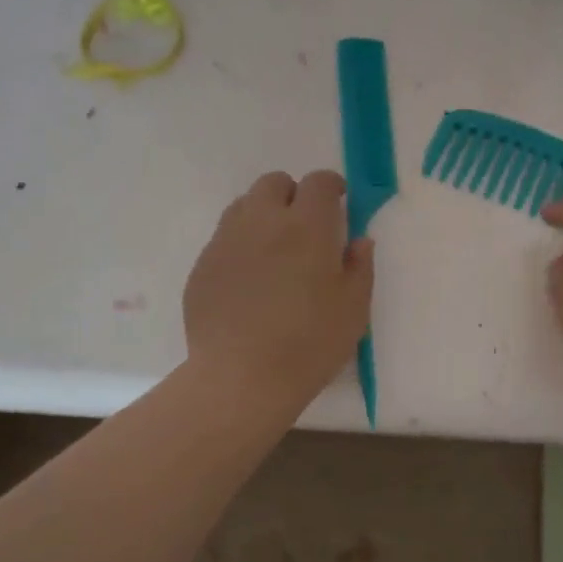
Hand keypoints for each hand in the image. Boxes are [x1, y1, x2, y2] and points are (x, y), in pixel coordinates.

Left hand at [184, 170, 374, 408]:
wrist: (240, 378)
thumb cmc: (309, 343)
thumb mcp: (353, 309)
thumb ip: (359, 267)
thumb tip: (358, 240)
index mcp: (306, 227)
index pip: (318, 183)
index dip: (331, 186)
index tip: (339, 201)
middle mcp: (262, 222)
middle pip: (274, 183)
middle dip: (293, 194)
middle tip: (306, 226)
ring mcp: (226, 241)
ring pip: (244, 206)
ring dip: (263, 215)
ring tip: (275, 250)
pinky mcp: (203, 265)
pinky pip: (224, 238)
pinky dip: (241, 245)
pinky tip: (249, 280)